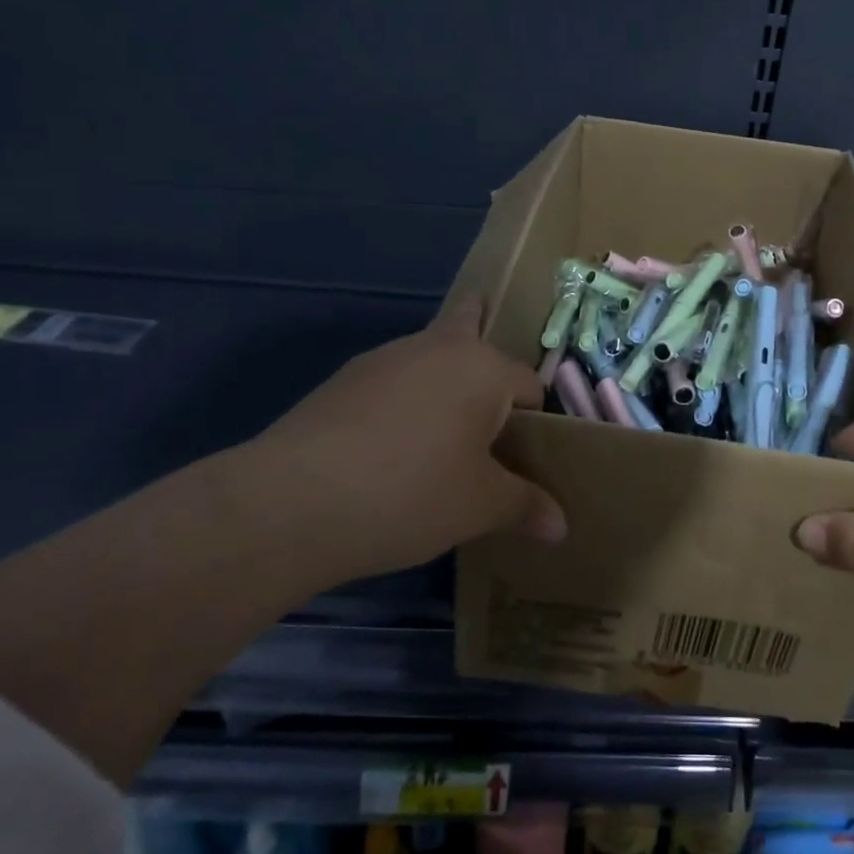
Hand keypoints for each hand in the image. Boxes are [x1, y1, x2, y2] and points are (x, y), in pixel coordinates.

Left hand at [214, 297, 566, 583]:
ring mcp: (383, 359)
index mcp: (483, 368)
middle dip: (483, 336)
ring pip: (428, 356)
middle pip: (470, 327)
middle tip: (488, 382)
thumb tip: (561, 527)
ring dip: (441, 379)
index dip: (535, 422)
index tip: (524, 459)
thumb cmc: (411, 494)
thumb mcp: (479, 507)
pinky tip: (390, 448)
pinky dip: (402, 402)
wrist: (292, 502)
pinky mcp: (342, 381)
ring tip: (439, 434)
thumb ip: (525, 507)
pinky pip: (391, 381)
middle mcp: (437, 347)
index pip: (530, 386)